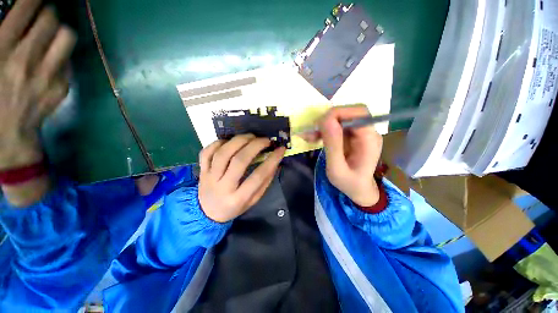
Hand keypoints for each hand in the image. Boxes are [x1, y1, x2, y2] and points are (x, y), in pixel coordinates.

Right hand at [0, 0, 76, 169]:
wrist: (7, 134)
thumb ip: (3, 38)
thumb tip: (15, 22)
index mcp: (3, 49)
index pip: (26, 9)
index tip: (34, 0)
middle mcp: (28, 58)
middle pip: (51, 19)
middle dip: (48, 12)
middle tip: (42, 15)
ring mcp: (48, 74)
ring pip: (67, 37)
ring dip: (60, 30)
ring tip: (50, 34)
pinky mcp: (62, 87)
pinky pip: (68, 61)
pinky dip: (62, 54)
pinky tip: (52, 58)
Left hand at [198, 134, 285, 222]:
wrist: (207, 213)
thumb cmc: (234, 207)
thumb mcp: (253, 200)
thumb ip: (264, 182)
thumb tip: (275, 162)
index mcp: (238, 198)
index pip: (258, 176)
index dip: (272, 160)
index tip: (280, 149)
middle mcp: (223, 187)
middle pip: (239, 161)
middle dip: (255, 146)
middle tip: (266, 140)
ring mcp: (209, 177)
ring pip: (223, 153)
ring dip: (239, 141)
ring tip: (251, 136)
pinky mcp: (201, 170)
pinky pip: (206, 152)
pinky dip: (218, 143)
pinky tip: (230, 141)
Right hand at [303, 106, 382, 206]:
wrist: (358, 189)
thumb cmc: (349, 183)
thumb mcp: (337, 169)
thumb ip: (333, 145)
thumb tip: (326, 120)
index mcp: (369, 140)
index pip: (359, 113)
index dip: (338, 113)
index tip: (320, 125)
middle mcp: (368, 132)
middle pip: (350, 112)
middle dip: (329, 119)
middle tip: (313, 131)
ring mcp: (361, 133)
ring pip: (342, 118)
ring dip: (324, 125)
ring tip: (310, 136)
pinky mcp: (353, 135)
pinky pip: (338, 126)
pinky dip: (325, 130)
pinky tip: (314, 138)